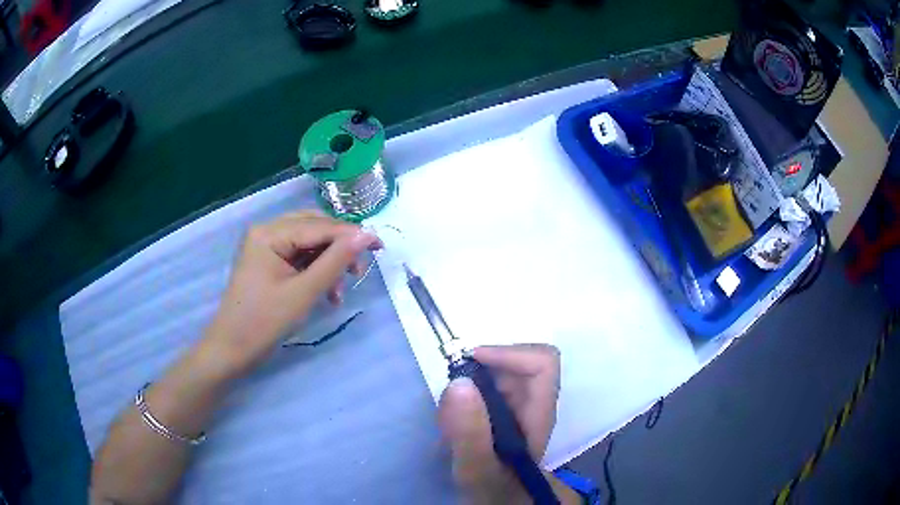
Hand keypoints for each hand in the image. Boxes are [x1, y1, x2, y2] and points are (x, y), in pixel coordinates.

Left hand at [201, 211, 380, 376]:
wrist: (231, 350)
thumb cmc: (264, 322)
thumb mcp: (304, 292)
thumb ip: (336, 261)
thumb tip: (367, 235)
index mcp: (270, 233)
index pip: (319, 226)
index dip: (351, 235)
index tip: (381, 246)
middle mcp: (267, 231)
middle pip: (314, 229)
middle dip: (339, 249)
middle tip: (359, 270)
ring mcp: (266, 246)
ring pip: (309, 243)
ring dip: (329, 263)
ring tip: (339, 291)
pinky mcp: (268, 261)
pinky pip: (299, 257)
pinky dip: (316, 271)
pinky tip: (327, 293)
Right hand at [438, 344, 562, 504]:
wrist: (501, 501)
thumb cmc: (494, 490)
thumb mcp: (477, 468)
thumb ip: (469, 433)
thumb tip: (459, 382)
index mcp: (538, 412)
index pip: (543, 363)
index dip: (510, 353)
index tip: (471, 362)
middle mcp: (533, 403)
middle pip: (518, 363)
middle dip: (481, 370)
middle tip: (452, 396)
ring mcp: (520, 407)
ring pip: (500, 374)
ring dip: (471, 383)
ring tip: (450, 416)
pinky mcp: (504, 413)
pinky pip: (487, 388)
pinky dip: (467, 396)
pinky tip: (454, 423)